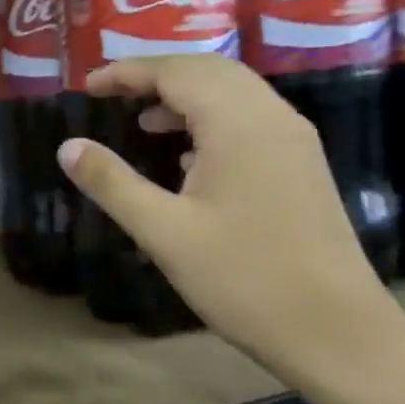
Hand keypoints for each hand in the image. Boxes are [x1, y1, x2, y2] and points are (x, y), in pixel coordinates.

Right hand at [56, 56, 400, 372]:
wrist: (336, 333)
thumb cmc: (243, 279)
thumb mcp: (163, 232)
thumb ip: (112, 182)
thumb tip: (68, 146)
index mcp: (238, 124)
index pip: (176, 72)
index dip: (127, 73)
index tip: (87, 87)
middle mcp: (272, 118)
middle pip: (208, 70)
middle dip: (156, 75)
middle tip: (112, 94)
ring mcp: (293, 141)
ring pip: (233, 93)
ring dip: (185, 95)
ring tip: (143, 122)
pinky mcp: (302, 166)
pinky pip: (250, 119)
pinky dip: (211, 118)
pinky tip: (187, 158)